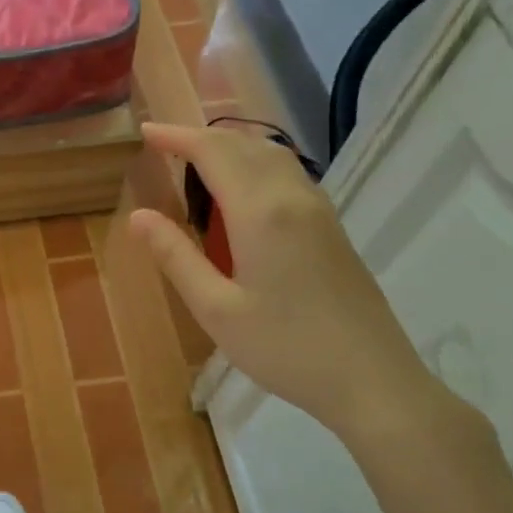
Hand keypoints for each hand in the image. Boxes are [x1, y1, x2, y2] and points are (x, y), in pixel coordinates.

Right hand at [130, 121, 449, 446]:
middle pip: (245, 144)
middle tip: (164, 145)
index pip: (214, 152)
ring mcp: (319, 211)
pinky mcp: (332, 228)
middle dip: (202, 136)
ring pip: (272, 155)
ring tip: (197, 160)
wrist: (373, 381)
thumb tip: (139, 216)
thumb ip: (176, 257)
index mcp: (260, 212)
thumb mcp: (216, 309)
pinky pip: (289, 174)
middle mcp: (293, 198)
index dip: (177, 137)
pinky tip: (241, 190)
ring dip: (232, 146)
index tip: (145, 132)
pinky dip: (255, 164)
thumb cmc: (285, 348)